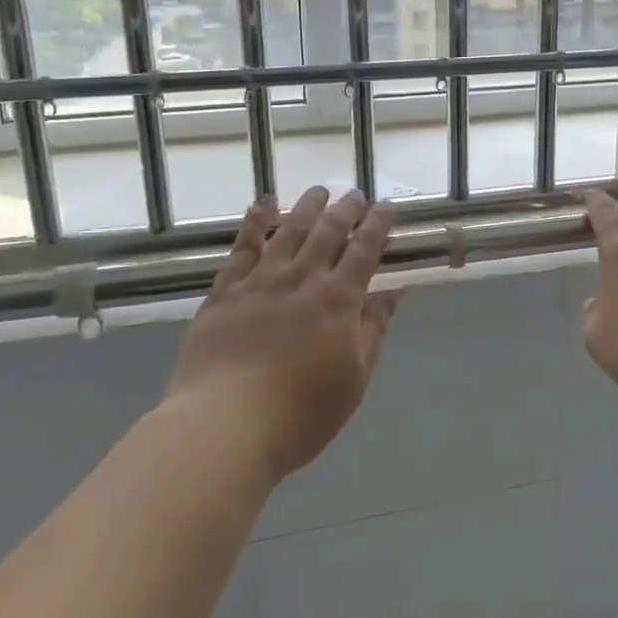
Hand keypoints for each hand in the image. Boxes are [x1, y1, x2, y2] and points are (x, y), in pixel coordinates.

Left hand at [166, 188, 400, 483]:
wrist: (224, 426)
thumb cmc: (301, 413)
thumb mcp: (354, 378)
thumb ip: (372, 329)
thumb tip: (393, 291)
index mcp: (338, 300)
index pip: (364, 250)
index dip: (377, 225)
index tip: (386, 207)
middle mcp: (302, 279)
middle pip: (328, 232)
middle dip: (345, 209)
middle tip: (354, 194)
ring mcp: (261, 281)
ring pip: (289, 230)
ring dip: (307, 207)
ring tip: (318, 191)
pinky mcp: (225, 291)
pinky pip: (244, 246)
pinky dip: (256, 221)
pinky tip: (262, 205)